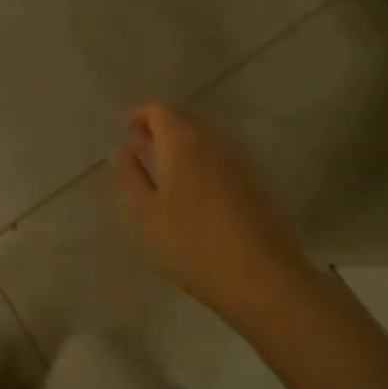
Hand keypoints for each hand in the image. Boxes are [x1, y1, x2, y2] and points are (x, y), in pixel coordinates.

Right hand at [111, 101, 308, 325]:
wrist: (264, 278)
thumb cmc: (194, 244)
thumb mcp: (146, 214)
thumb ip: (130, 176)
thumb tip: (123, 149)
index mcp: (184, 142)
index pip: (159, 109)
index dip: (140, 116)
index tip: (127, 133)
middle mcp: (214, 141)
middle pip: (183, 120)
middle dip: (160, 131)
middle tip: (142, 153)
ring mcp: (239, 161)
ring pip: (204, 140)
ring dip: (182, 148)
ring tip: (165, 176)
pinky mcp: (256, 183)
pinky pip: (220, 160)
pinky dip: (202, 164)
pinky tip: (195, 197)